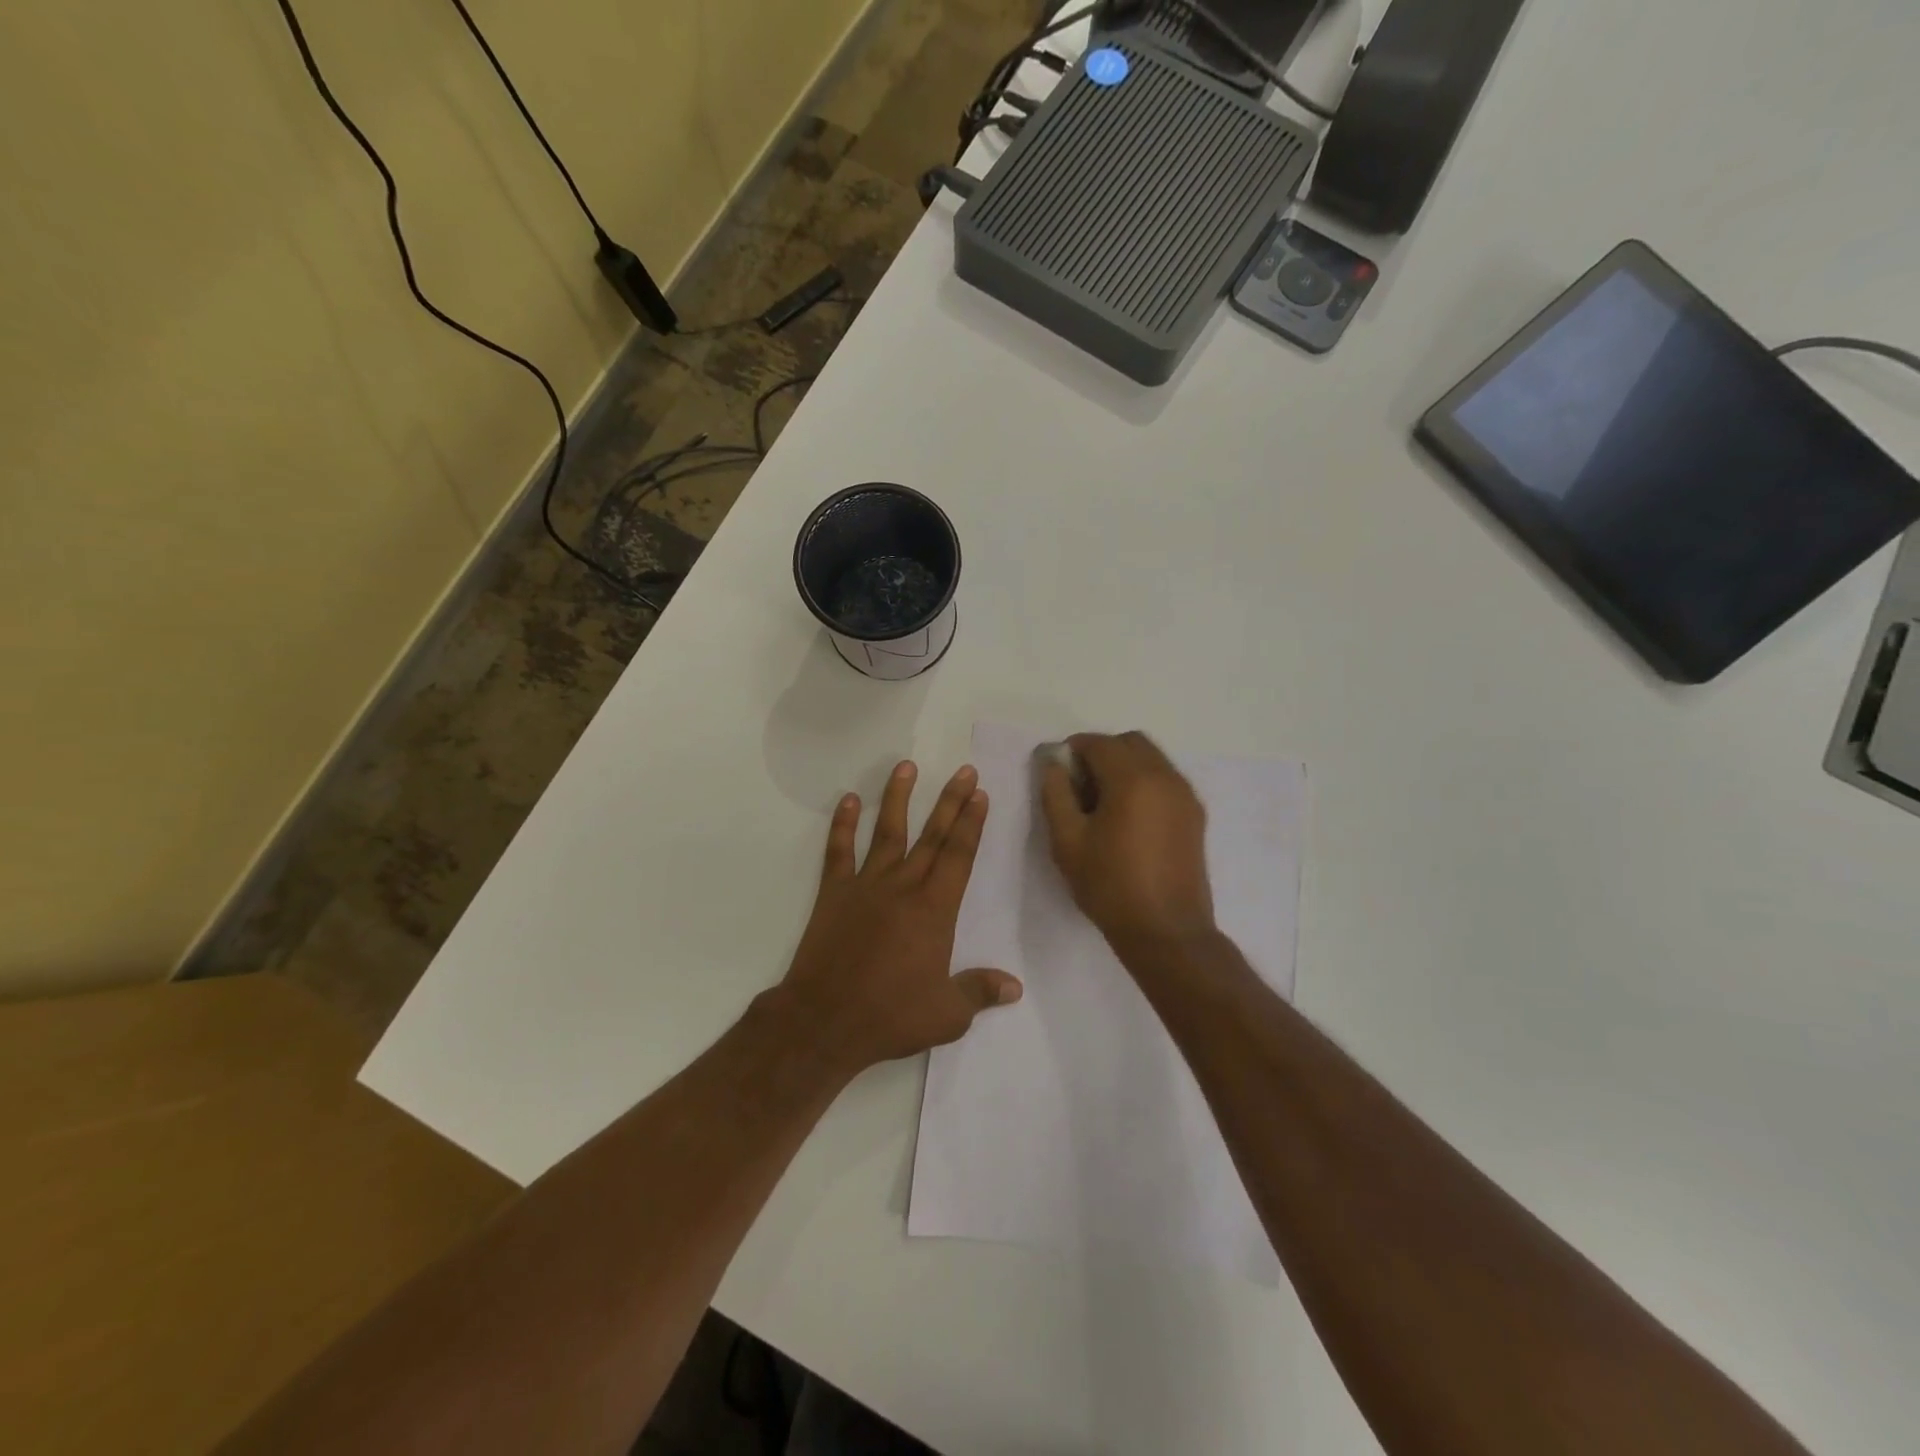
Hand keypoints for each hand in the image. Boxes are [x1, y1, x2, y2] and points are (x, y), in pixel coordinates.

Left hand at [771, 761, 1021, 1074]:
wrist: (825, 1021)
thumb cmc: (890, 1016)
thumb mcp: (947, 1014)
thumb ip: (980, 991)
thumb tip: (1015, 986)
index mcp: (934, 910)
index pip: (959, 856)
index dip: (972, 824)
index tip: (981, 794)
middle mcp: (903, 887)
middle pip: (932, 836)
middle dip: (951, 801)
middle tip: (964, 771)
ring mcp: (866, 885)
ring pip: (888, 832)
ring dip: (898, 798)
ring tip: (906, 766)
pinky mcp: (834, 893)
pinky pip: (839, 851)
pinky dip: (843, 824)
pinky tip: (849, 799)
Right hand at [1039, 732, 1216, 953]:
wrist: (1166, 931)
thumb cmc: (1110, 886)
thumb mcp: (1067, 841)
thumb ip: (1056, 793)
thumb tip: (1053, 762)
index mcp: (1133, 779)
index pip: (1098, 743)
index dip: (1072, 751)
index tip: (1058, 774)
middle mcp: (1165, 777)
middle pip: (1130, 742)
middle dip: (1101, 753)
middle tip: (1080, 787)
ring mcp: (1185, 795)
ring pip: (1151, 759)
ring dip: (1124, 767)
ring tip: (1104, 805)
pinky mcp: (1195, 814)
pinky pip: (1165, 780)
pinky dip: (1144, 783)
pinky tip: (1128, 819)